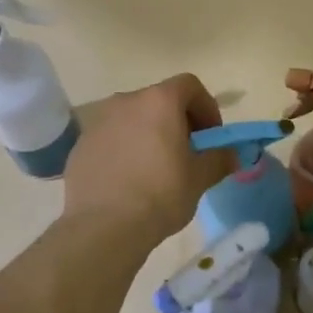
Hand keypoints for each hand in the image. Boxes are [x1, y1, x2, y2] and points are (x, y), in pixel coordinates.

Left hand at [63, 75, 232, 244]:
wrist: (103, 227)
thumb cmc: (160, 195)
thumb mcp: (199, 178)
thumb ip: (219, 159)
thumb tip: (232, 154)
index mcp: (158, 101)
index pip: (189, 85)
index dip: (206, 106)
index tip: (210, 136)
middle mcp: (125, 101)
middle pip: (159, 101)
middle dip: (177, 121)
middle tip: (187, 153)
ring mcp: (98, 122)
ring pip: (132, 119)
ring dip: (148, 134)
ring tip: (155, 169)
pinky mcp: (80, 145)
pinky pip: (111, 138)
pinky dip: (124, 149)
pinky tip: (128, 181)